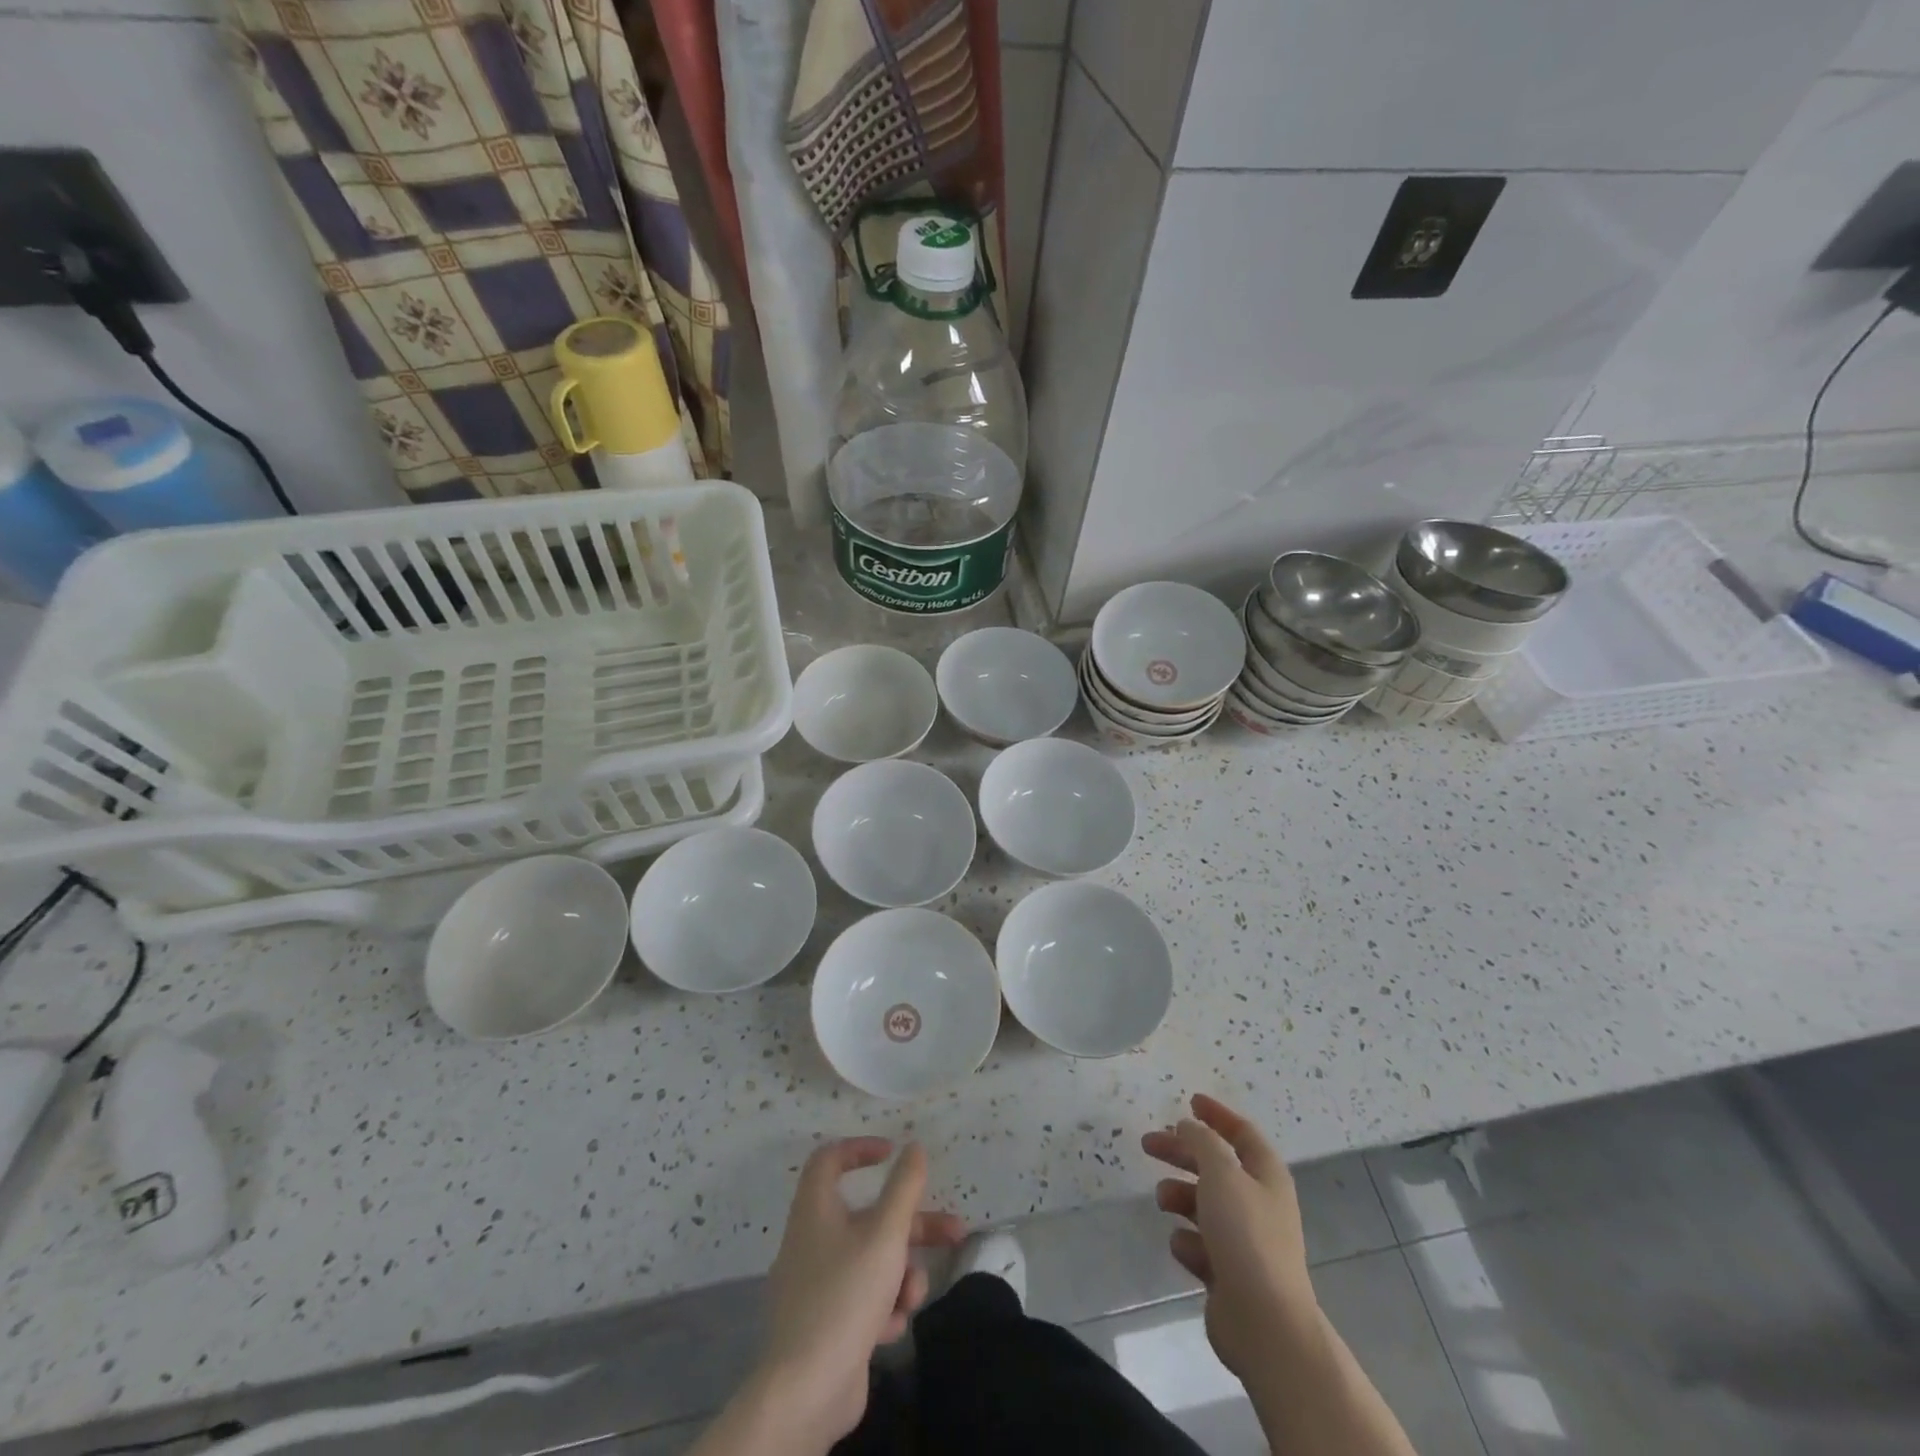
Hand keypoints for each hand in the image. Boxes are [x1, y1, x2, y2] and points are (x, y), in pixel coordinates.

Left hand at [756, 1138, 964, 1450]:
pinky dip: (883, 1306)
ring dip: (902, 1274)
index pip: (830, 1159)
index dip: (861, 1148)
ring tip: (912, 1296)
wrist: (806, 1390)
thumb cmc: (845, 1295)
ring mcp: (818, 1284)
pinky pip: (864, 1298)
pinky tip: (891, 1327)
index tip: (893, 1153)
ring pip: (873, 1261)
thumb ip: (904, 1188)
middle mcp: (813, 1240)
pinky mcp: (828, 1323)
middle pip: (869, 1216)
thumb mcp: (885, 1234)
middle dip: (914, 1226)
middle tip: (954, 1231)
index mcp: (816, 1209)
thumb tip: (913, 1147)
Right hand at [1142, 1094, 1319, 1378]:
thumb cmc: (1245, 1235)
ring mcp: (1246, 1242)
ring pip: (1205, 1205)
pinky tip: (1182, 1246)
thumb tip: (1189, 1126)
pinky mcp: (1230, 1275)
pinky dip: (1188, 1240)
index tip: (1189, 1101)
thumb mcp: (1221, 1173)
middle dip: (1182, 1153)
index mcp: (1266, 1176)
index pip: (1242, 1133)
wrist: (1265, 1323)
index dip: (1217, 1115)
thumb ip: (1202, 1143)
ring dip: (1180, 1196)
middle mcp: (1259, 1204)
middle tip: (1148, 1144)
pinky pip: (1202, 1246)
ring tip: (1162, 1200)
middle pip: (1216, 1166)